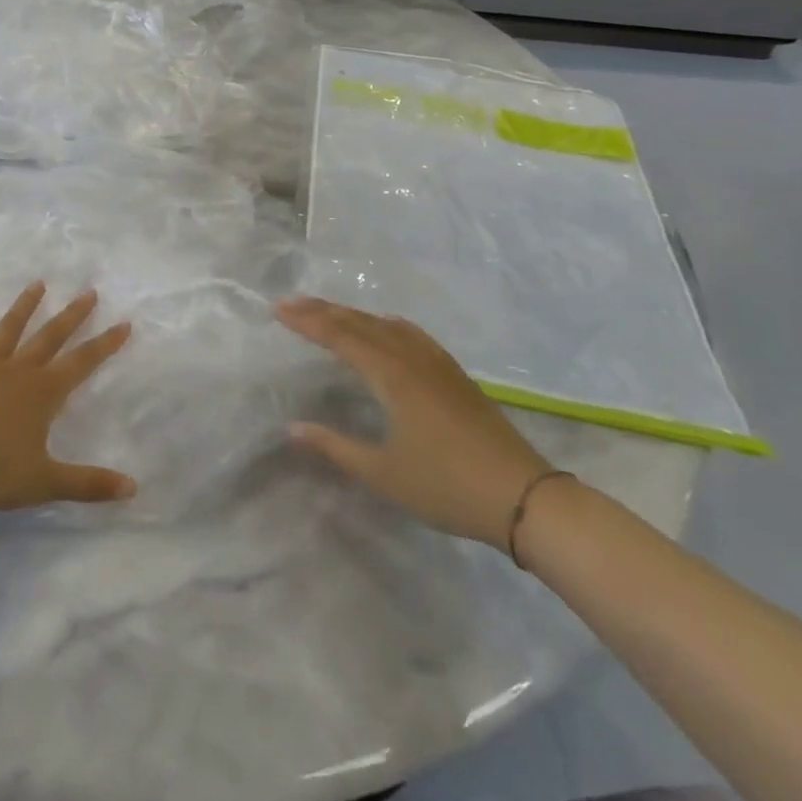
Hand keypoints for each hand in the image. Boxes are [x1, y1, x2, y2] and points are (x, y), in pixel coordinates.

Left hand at [0, 283, 135, 511]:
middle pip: (51, 336)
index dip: (106, 344)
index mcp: (44, 393)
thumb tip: (133, 488)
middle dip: (73, 315)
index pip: (83, 363)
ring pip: (11, 328)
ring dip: (26, 305)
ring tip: (38, 284)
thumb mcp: (45, 482)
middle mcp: (19, 370)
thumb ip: (89, 484)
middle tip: (89, 292)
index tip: (124, 323)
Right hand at [277, 297, 552, 546]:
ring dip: (353, 315)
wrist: (523, 497)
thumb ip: (335, 447)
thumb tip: (292, 427)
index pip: (340, 336)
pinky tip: (386, 329)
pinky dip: (385, 324)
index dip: (307, 321)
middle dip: (324, 311)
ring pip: (387, 325)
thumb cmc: (446, 486)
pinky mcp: (454, 374)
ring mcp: (437, 364)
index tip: (278, 309)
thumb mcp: (383, 473)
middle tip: (291, 303)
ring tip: (328, 313)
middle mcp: (412, 358)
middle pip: (361, 323)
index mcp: (392, 376)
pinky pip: (410, 334)